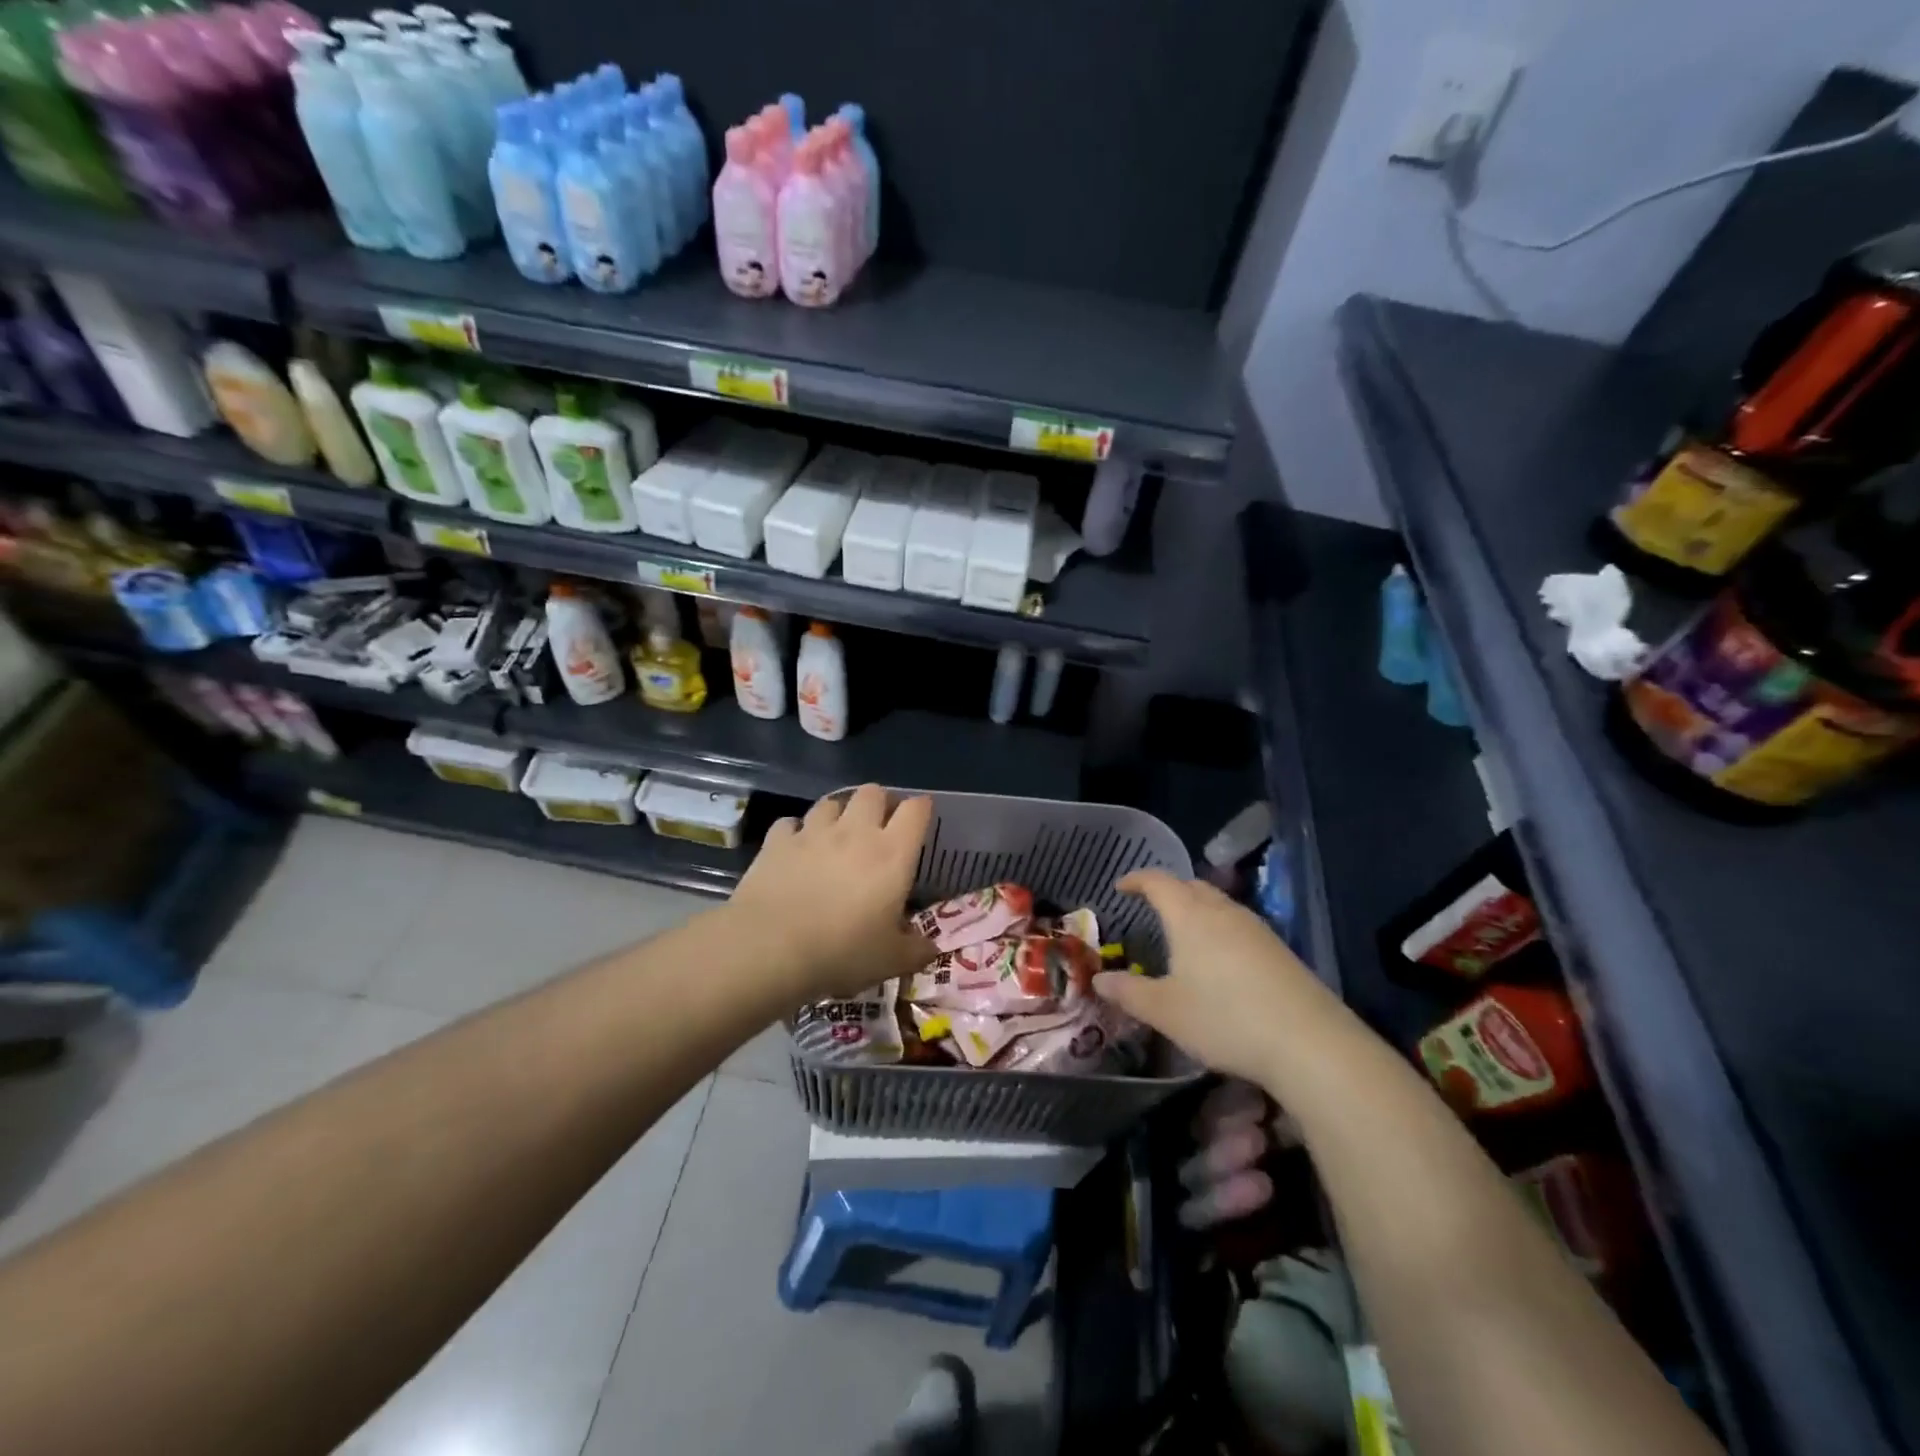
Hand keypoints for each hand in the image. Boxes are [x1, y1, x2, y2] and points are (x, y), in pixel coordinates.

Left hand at [727, 784, 934, 999]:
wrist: (770, 949)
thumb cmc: (842, 952)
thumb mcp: (891, 962)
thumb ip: (916, 951)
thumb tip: (930, 948)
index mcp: (892, 853)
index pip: (916, 810)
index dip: (922, 809)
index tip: (922, 820)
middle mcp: (855, 832)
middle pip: (873, 792)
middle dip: (879, 803)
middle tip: (879, 827)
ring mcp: (813, 832)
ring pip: (831, 802)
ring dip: (838, 814)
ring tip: (837, 835)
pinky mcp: (777, 842)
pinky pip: (790, 823)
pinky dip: (796, 832)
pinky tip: (796, 849)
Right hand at [1093, 869, 1334, 1086]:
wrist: (1309, 1042)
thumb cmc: (1225, 1019)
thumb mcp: (1166, 1011)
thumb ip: (1130, 992)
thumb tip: (1100, 979)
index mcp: (1190, 917)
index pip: (1159, 882)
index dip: (1137, 880)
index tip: (1121, 887)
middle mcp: (1223, 912)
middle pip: (1192, 886)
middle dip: (1169, 890)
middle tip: (1151, 906)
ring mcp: (1256, 929)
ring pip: (1219, 904)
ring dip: (1197, 909)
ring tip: (1183, 933)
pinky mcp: (1279, 950)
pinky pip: (1239, 925)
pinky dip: (1220, 929)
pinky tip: (1220, 959)